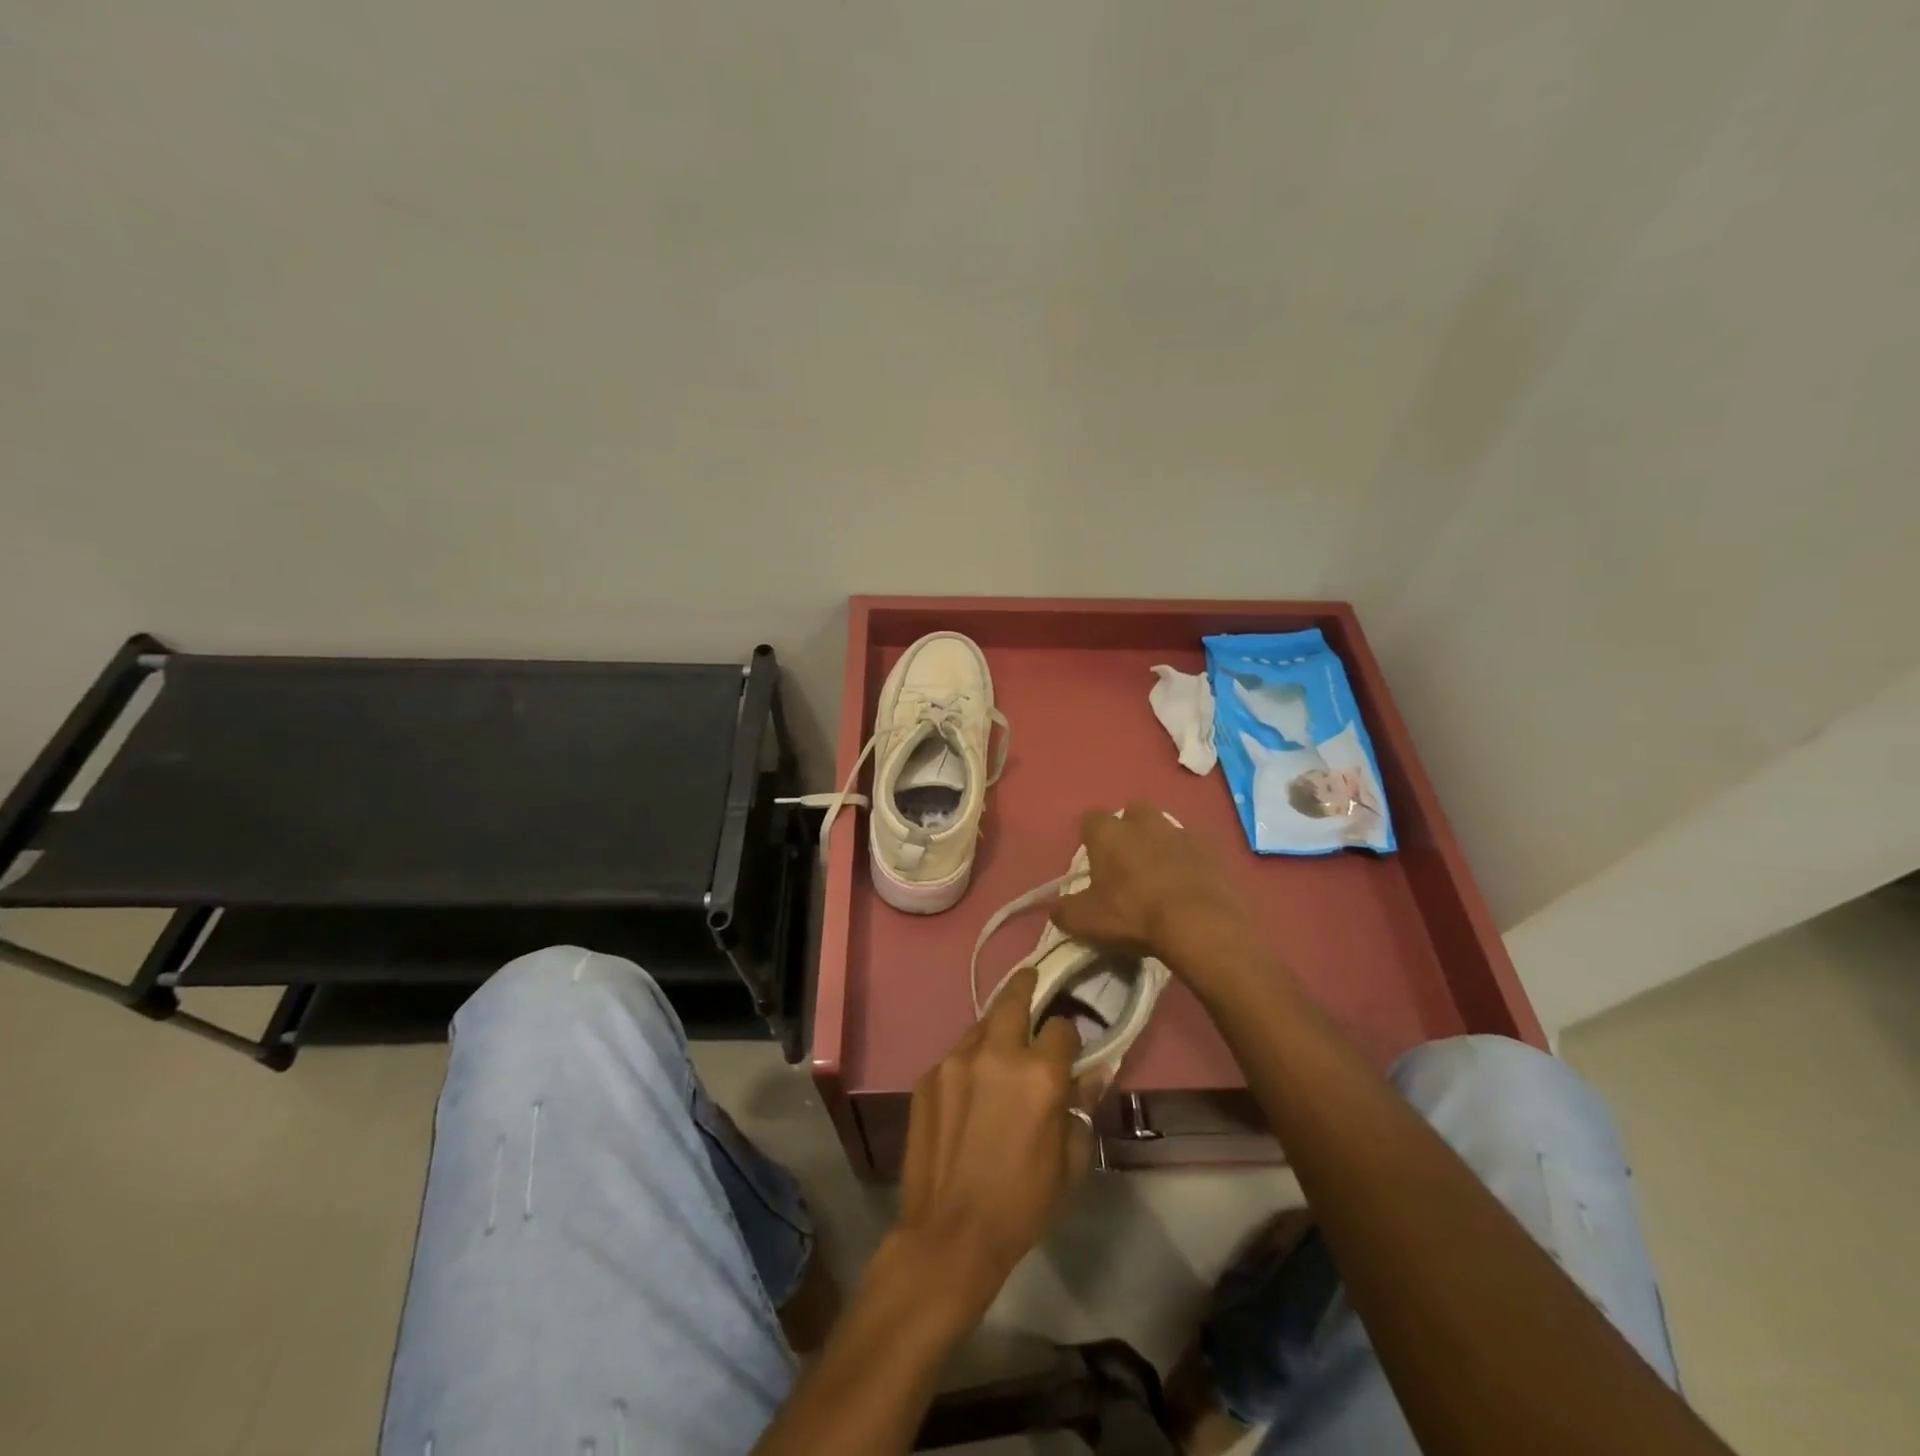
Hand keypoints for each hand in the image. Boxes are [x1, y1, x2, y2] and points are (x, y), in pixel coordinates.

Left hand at [896, 966, 1100, 1317]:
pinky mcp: (927, 1076)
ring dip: (995, 1027)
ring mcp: (955, 1061)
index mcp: (1040, 1073)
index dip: (1069, 1034)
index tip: (1068, 1046)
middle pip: (1013, 998)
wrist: (951, 1234)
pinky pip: (955, 1055)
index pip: (1061, 1026)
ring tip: (1001, 1042)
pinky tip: (970, 1087)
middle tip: (1032, 979)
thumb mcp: (1071, 1161)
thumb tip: (1092, 1073)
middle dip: (1026, 985)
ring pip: (980, 1024)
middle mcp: (996, 1053)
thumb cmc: (1023, 1203)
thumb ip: (1081, 1106)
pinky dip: (969, 1061)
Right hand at [1052, 801, 1262, 987]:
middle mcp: (1143, 822)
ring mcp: (1180, 832)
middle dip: (1130, 829)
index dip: (1091, 836)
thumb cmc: (1133, 914)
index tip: (1094, 858)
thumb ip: (1064, 910)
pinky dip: (1188, 861)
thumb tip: (1056, 907)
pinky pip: (1193, 848)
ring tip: (1161, 875)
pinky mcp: (1211, 849)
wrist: (1200, 923)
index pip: (1091, 819)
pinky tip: (1188, 885)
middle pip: (1133, 812)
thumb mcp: (1086, 921)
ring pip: (1165, 828)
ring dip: (1161, 844)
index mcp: (1109, 833)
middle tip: (1128, 861)